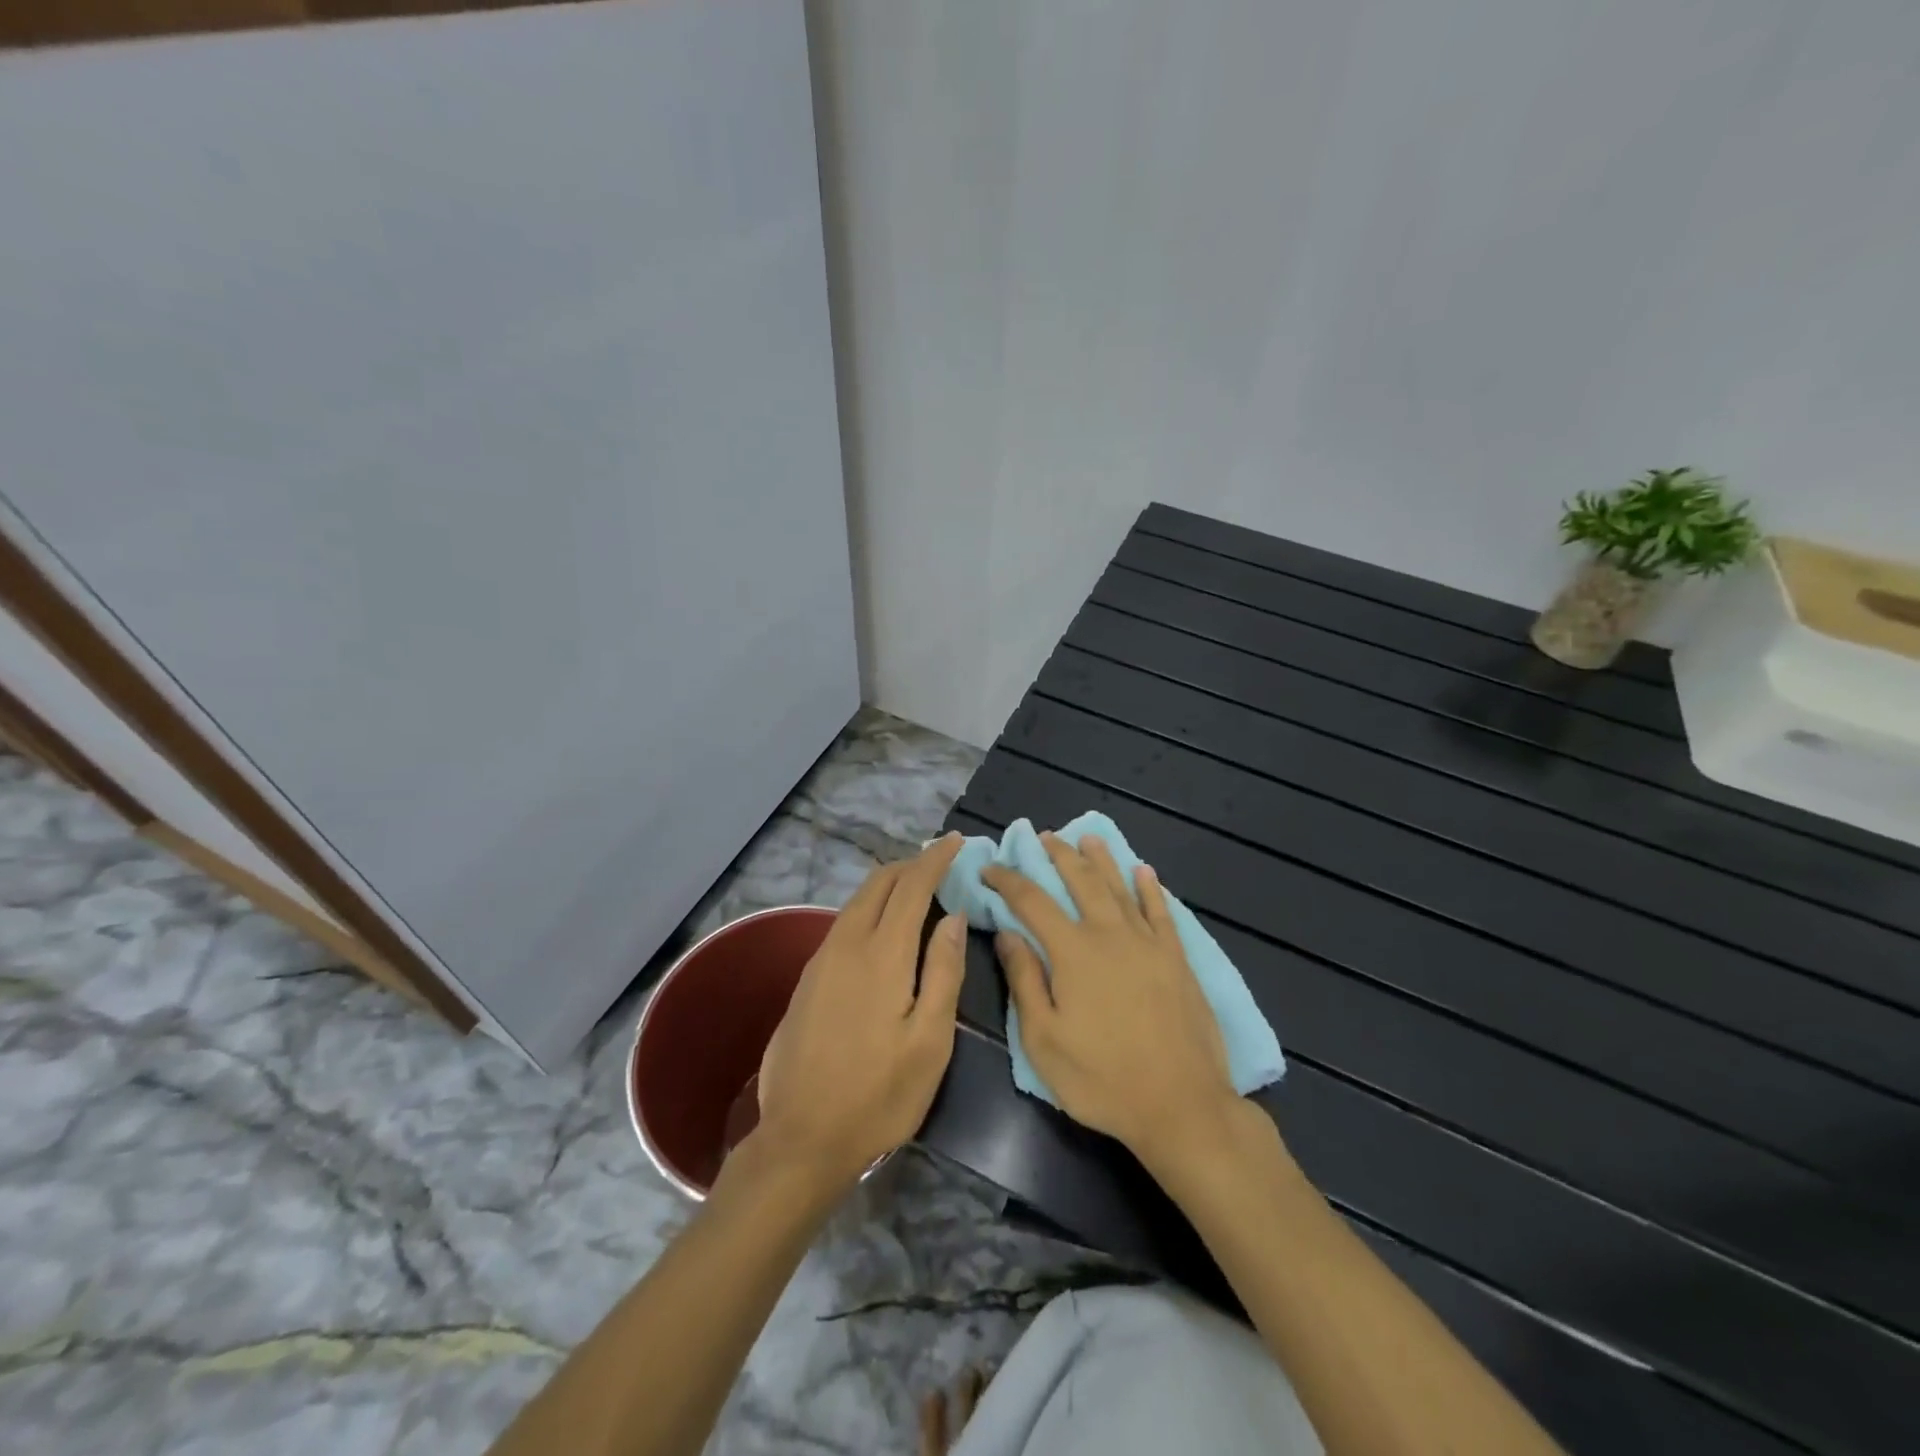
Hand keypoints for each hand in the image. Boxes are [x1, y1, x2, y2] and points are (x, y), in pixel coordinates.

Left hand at [754, 834, 967, 1189]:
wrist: (801, 1138)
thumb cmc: (879, 1094)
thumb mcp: (930, 1041)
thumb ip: (944, 972)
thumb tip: (953, 917)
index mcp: (882, 954)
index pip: (912, 886)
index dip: (935, 859)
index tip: (957, 842)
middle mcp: (846, 945)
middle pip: (878, 884)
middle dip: (910, 864)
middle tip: (940, 863)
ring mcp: (820, 960)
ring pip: (856, 901)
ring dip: (888, 885)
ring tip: (917, 889)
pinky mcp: (807, 980)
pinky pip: (843, 923)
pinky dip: (869, 909)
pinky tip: (881, 928)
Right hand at [984, 834, 1237, 1164]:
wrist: (1181, 1105)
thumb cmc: (1102, 1079)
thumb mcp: (1044, 1039)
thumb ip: (1024, 980)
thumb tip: (1007, 933)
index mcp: (1072, 951)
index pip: (1032, 901)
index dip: (1008, 880)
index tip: (990, 869)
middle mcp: (1110, 934)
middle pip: (1080, 881)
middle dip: (1058, 856)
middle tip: (1043, 837)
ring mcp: (1148, 943)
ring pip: (1120, 887)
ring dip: (1101, 860)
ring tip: (1087, 838)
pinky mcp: (1177, 959)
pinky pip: (1161, 912)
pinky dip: (1150, 889)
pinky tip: (1144, 871)